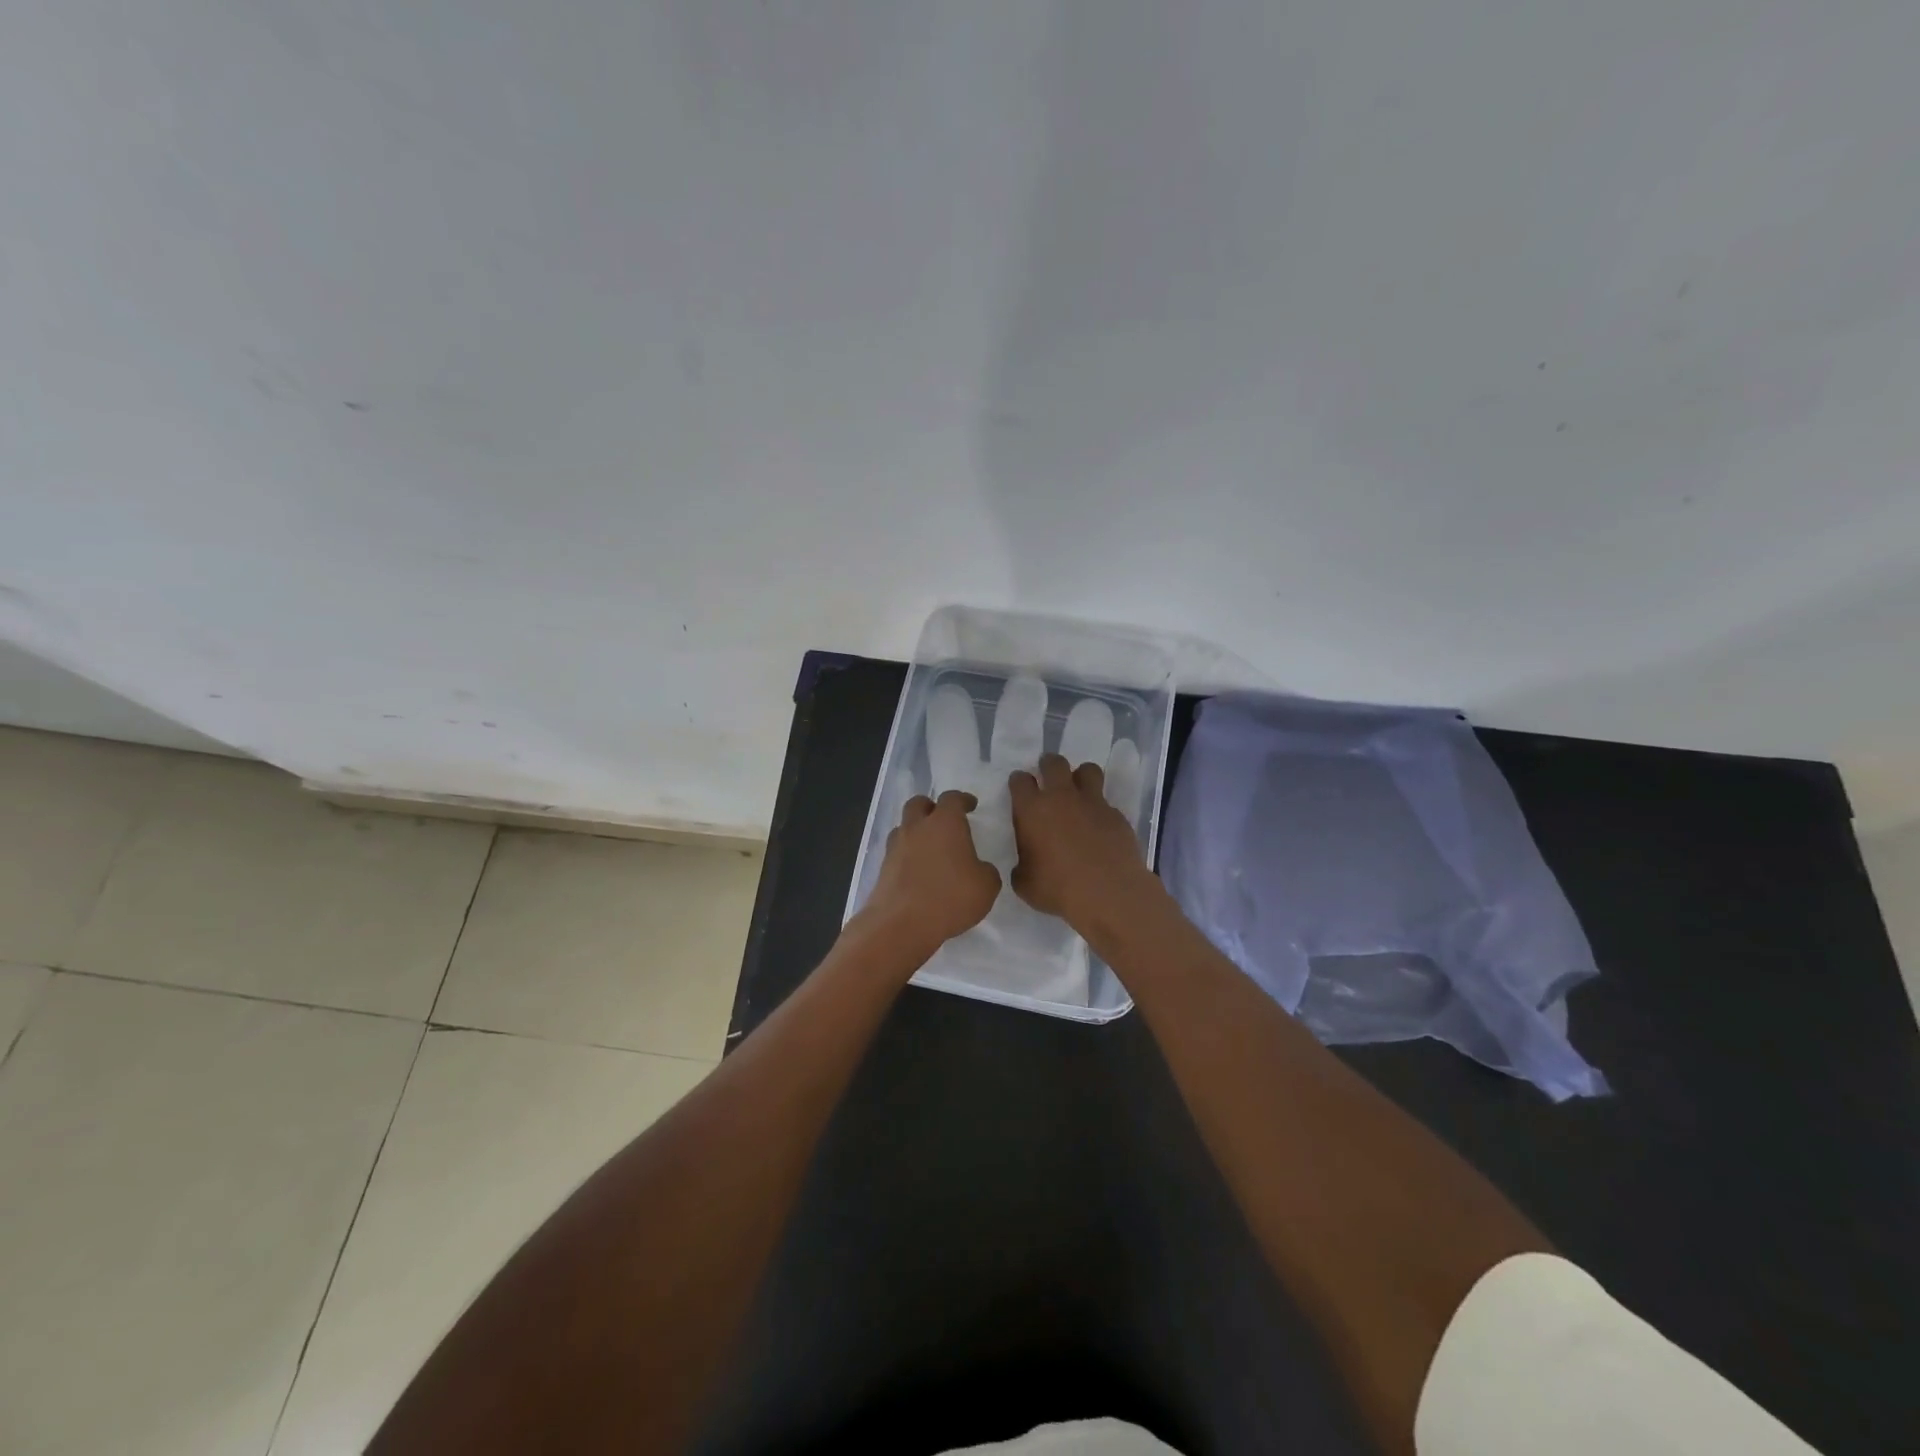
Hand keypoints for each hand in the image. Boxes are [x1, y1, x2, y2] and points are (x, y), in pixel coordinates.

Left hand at [859, 790, 1001, 958]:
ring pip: (904, 827)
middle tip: (943, 820)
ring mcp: (895, 847)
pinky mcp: (883, 868)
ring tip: (929, 848)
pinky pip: (897, 852)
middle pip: (919, 804)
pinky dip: (907, 856)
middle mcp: (917, 827)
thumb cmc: (950, 897)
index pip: (952, 798)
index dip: (962, 800)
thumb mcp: (986, 886)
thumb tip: (979, 868)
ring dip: (916, 831)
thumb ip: (986, 871)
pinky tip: (918, 871)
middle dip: (931, 807)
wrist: (901, 924)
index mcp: (945, 823)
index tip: (970, 805)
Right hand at [1009, 753, 1159, 929]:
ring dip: (1081, 777)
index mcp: (1032, 810)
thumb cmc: (1057, 888)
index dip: (1019, 782)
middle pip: (1054, 763)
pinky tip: (1099, 828)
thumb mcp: (1024, 882)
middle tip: (1048, 777)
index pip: (1020, 780)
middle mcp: (1061, 797)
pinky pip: (1106, 802)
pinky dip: (1100, 810)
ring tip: (1078, 792)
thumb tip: (1026, 863)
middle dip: (1048, 765)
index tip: (1020, 789)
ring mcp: (1092, 803)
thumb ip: (1022, 865)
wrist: (1107, 893)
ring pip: (1087, 770)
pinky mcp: (1116, 815)